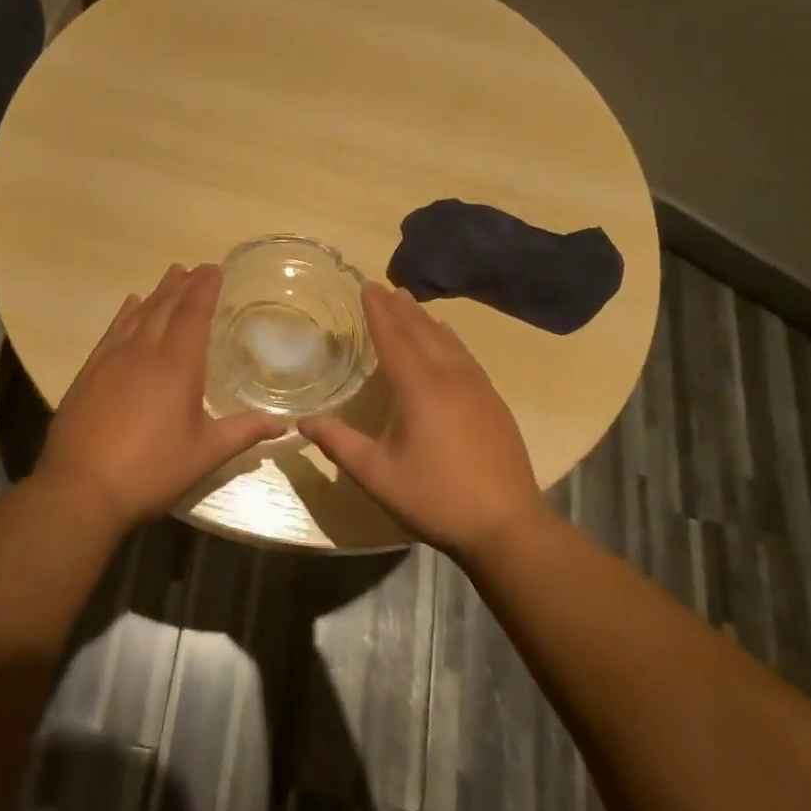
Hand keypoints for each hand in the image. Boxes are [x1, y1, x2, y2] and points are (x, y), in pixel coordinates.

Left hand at [37, 263, 286, 529]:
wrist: (80, 488)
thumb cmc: (151, 470)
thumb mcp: (205, 453)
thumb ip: (244, 432)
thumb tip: (282, 423)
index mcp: (176, 364)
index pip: (193, 313)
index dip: (204, 288)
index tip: (214, 268)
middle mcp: (143, 351)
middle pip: (165, 306)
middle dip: (182, 285)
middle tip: (194, 268)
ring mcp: (111, 359)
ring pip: (137, 314)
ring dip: (156, 294)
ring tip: (169, 278)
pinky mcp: (89, 372)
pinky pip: (112, 331)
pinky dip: (125, 314)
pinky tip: (129, 306)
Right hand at [301, 282, 549, 559]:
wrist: (507, 526)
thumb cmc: (435, 497)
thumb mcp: (377, 475)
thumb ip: (339, 444)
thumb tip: (303, 421)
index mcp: (419, 388)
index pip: (393, 337)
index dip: (378, 311)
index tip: (366, 285)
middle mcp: (451, 377)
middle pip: (422, 331)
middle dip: (400, 308)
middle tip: (384, 286)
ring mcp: (478, 388)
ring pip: (448, 341)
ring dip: (425, 320)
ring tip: (410, 304)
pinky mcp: (493, 402)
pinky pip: (465, 356)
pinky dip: (449, 339)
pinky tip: (448, 341)